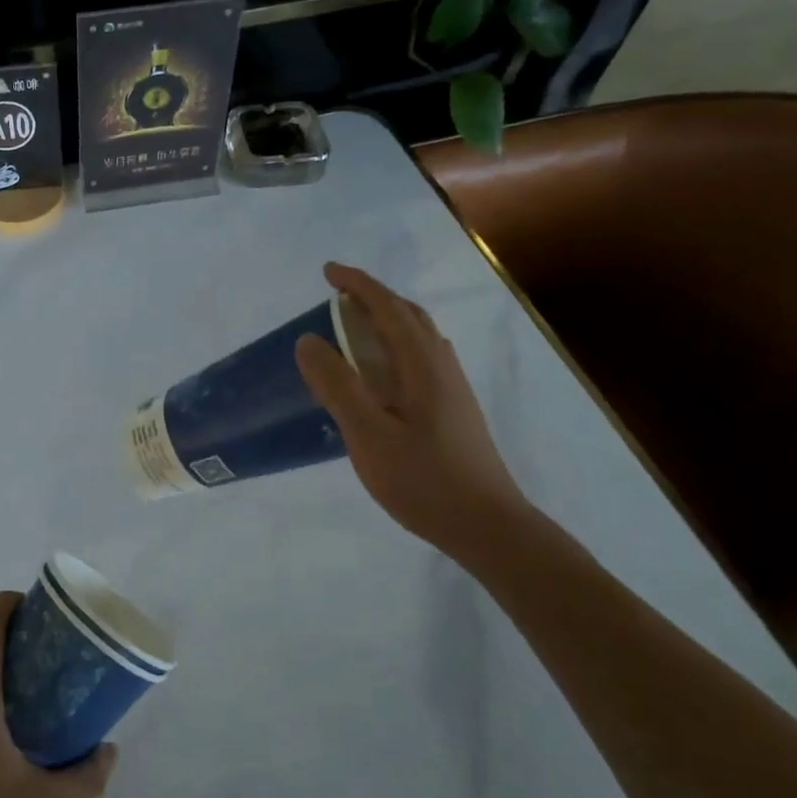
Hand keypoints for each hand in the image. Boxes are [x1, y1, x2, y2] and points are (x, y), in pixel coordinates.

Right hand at [295, 262, 532, 553]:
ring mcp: (452, 388)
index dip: (358, 284)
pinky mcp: (453, 408)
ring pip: (418, 337)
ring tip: (353, 328)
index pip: (388, 308)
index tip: (327, 272)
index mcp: (422, 365)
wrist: (487, 525)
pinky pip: (420, 358)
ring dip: (386, 320)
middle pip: (408, 315)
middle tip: (337, 296)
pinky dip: (395, 346)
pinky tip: (382, 372)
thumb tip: (308, 340)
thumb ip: (338, 385)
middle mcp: (441, 366)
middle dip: (373, 297)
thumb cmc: (423, 479)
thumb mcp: (368, 434)